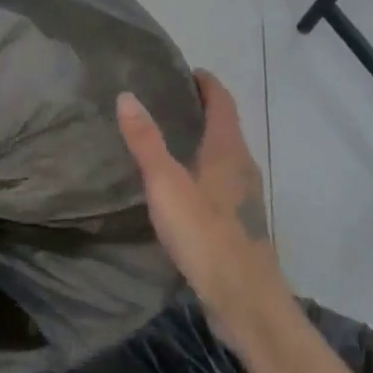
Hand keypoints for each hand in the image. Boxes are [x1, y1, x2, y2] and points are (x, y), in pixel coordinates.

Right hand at [117, 71, 290, 349]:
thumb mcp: (166, 185)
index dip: (206, 83)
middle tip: (165, 99)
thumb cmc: (206, 236)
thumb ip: (146, 141)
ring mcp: (244, 197)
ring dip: (202, 139)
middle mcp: (242, 167)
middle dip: (200, 108)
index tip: (185, 70)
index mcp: (228, 150)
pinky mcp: (239, 222)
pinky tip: (181, 183)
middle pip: (225, 126)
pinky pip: (221, 179)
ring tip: (168, 135)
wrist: (246, 302)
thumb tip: (127, 95)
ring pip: (223, 155)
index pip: (222, 102)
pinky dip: (203, 166)